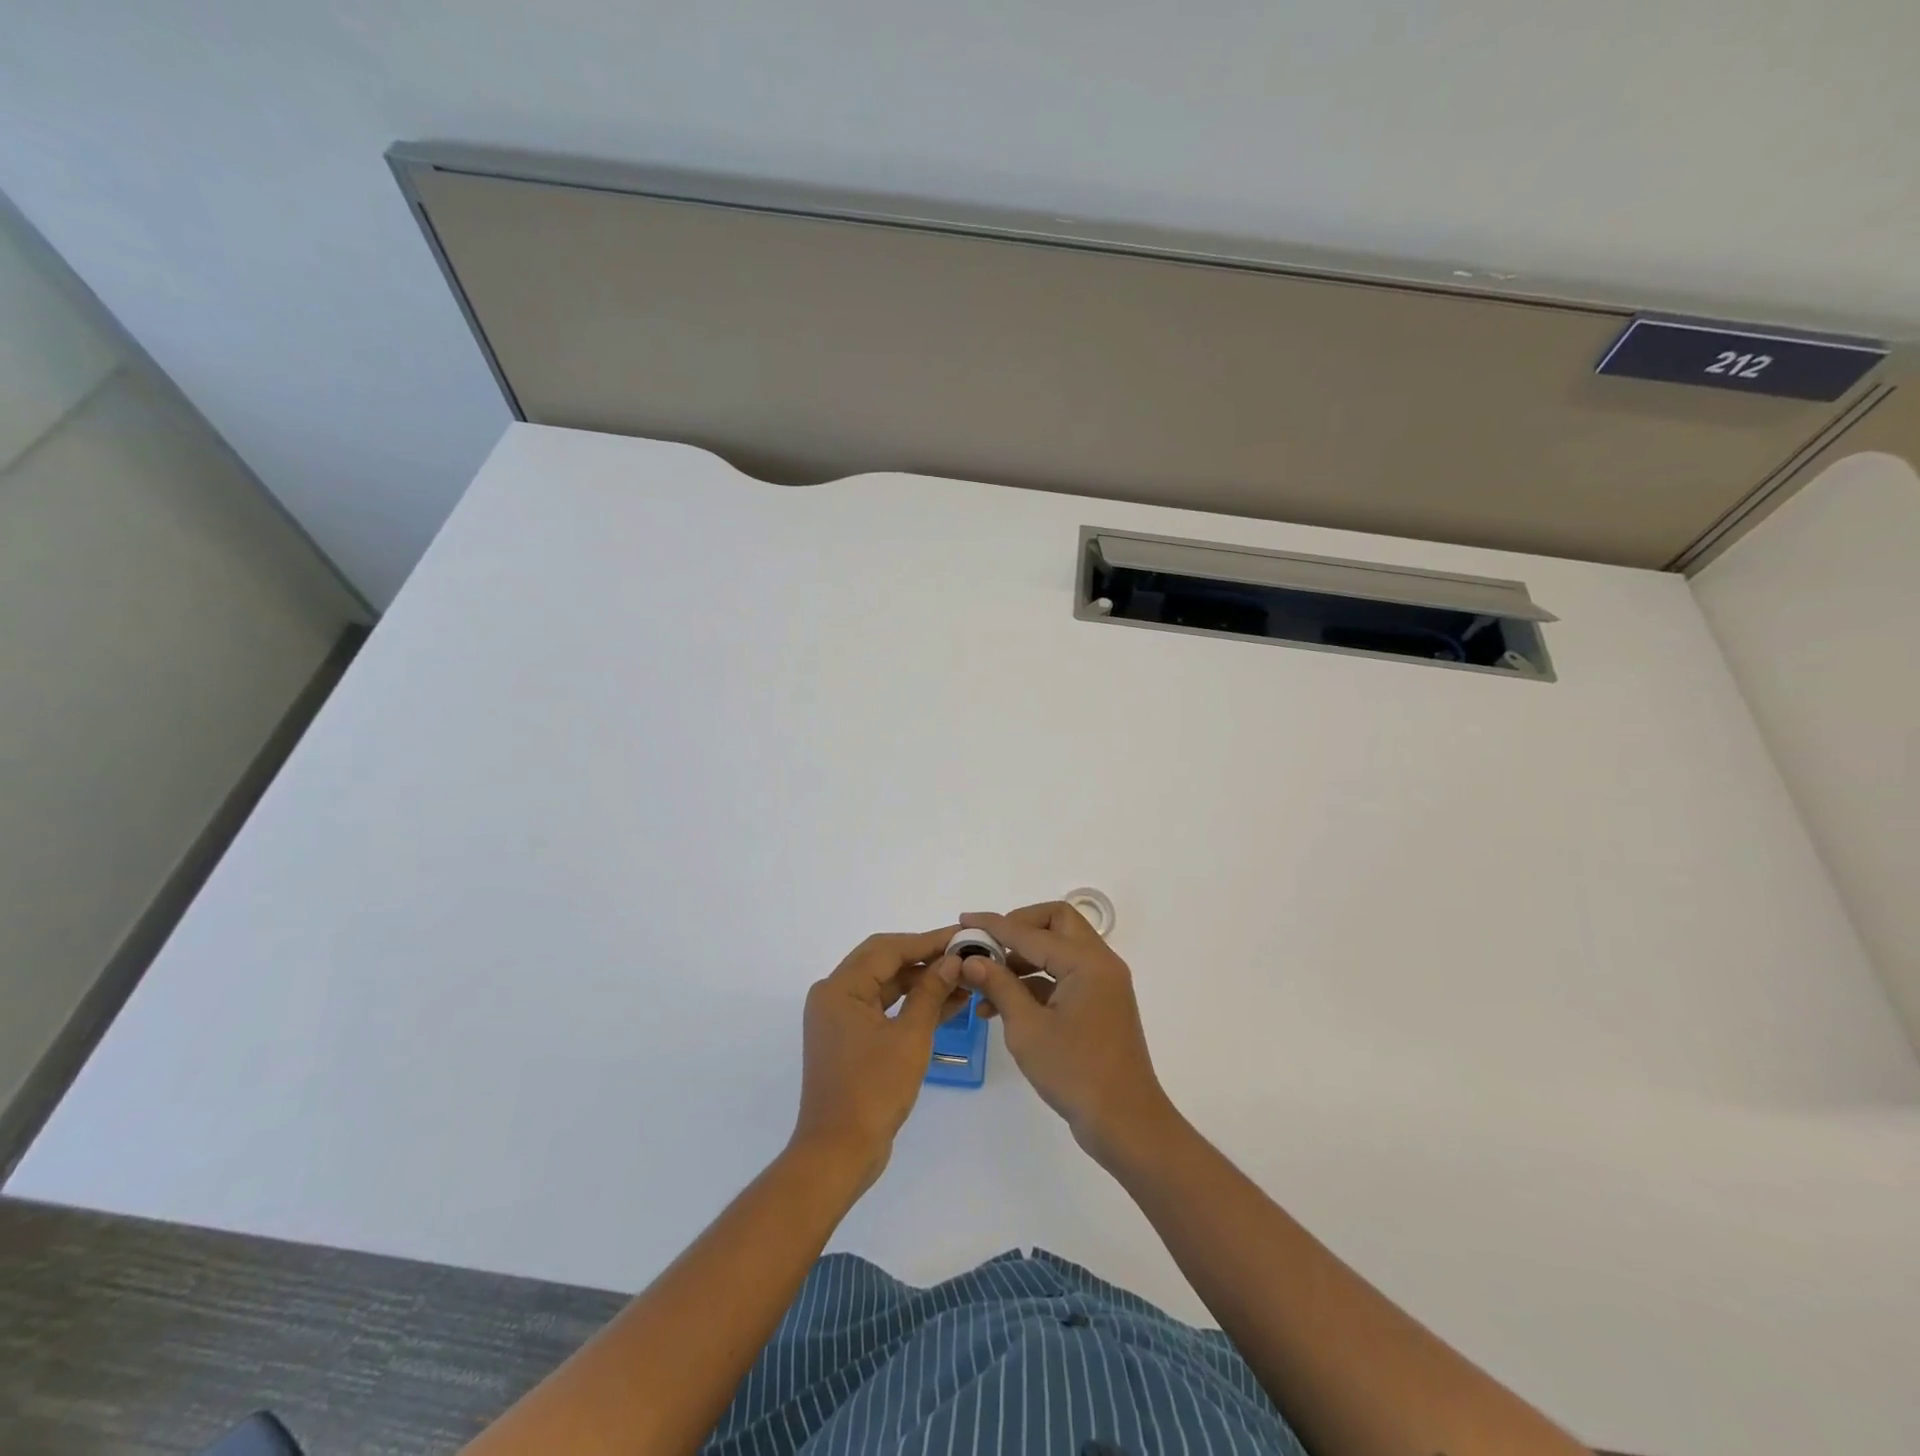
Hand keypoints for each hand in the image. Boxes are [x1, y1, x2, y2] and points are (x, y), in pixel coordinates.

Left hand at [793, 929, 964, 1189]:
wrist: (839, 1154)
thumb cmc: (872, 1090)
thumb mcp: (909, 1038)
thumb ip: (931, 993)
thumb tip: (953, 961)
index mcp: (840, 988)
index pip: (888, 949)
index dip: (928, 941)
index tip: (962, 936)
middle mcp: (834, 995)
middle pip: (884, 962)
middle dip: (926, 957)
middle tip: (965, 954)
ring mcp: (840, 1018)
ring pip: (886, 985)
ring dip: (922, 982)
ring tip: (964, 979)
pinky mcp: (850, 1039)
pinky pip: (884, 1008)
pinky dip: (912, 1005)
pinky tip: (949, 1003)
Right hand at [956, 903, 1177, 1164]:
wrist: (1125, 1123)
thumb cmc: (1075, 1073)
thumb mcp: (1027, 1028)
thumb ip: (999, 986)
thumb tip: (972, 959)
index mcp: (1086, 961)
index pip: (1031, 931)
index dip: (994, 925)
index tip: (964, 921)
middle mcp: (1099, 962)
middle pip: (1056, 923)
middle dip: (1019, 928)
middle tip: (989, 945)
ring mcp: (1102, 983)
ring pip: (1059, 949)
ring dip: (1024, 958)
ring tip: (986, 985)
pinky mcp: (1100, 1003)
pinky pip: (1065, 975)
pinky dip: (1036, 981)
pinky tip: (1004, 1006)